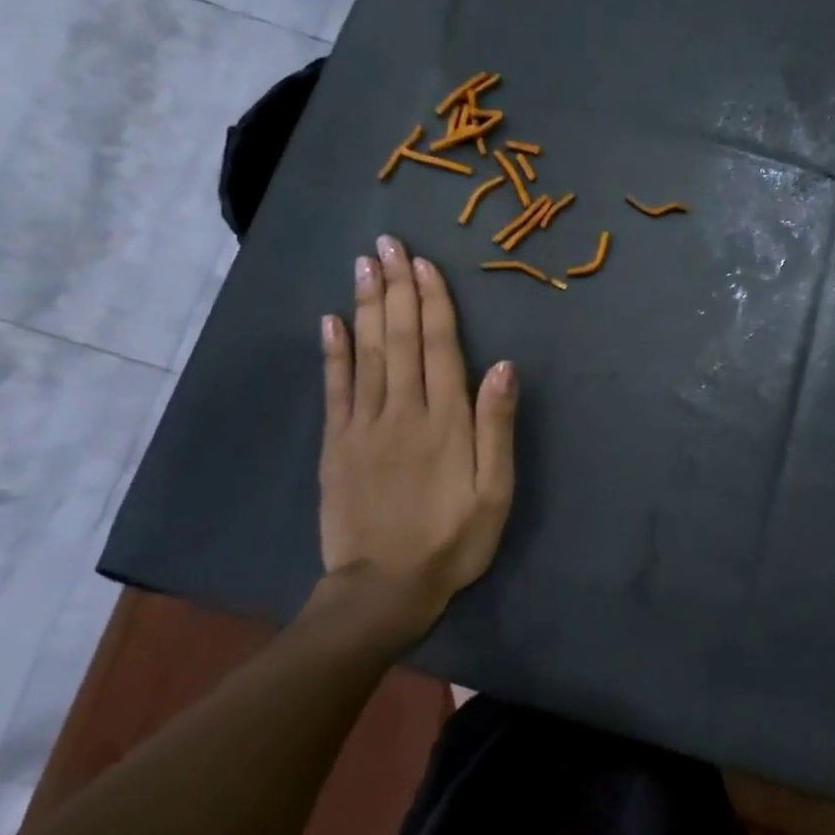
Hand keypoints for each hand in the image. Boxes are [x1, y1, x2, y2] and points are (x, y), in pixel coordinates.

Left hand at [314, 235, 517, 644]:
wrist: (383, 591)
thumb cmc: (452, 541)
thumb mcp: (495, 492)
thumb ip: (497, 427)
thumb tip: (504, 366)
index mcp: (446, 421)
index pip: (439, 346)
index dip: (432, 302)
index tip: (424, 263)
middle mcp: (402, 411)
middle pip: (399, 338)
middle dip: (396, 288)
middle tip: (388, 244)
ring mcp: (363, 426)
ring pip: (366, 353)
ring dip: (366, 305)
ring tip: (364, 265)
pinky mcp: (337, 445)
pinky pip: (334, 388)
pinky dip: (332, 351)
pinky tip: (330, 320)